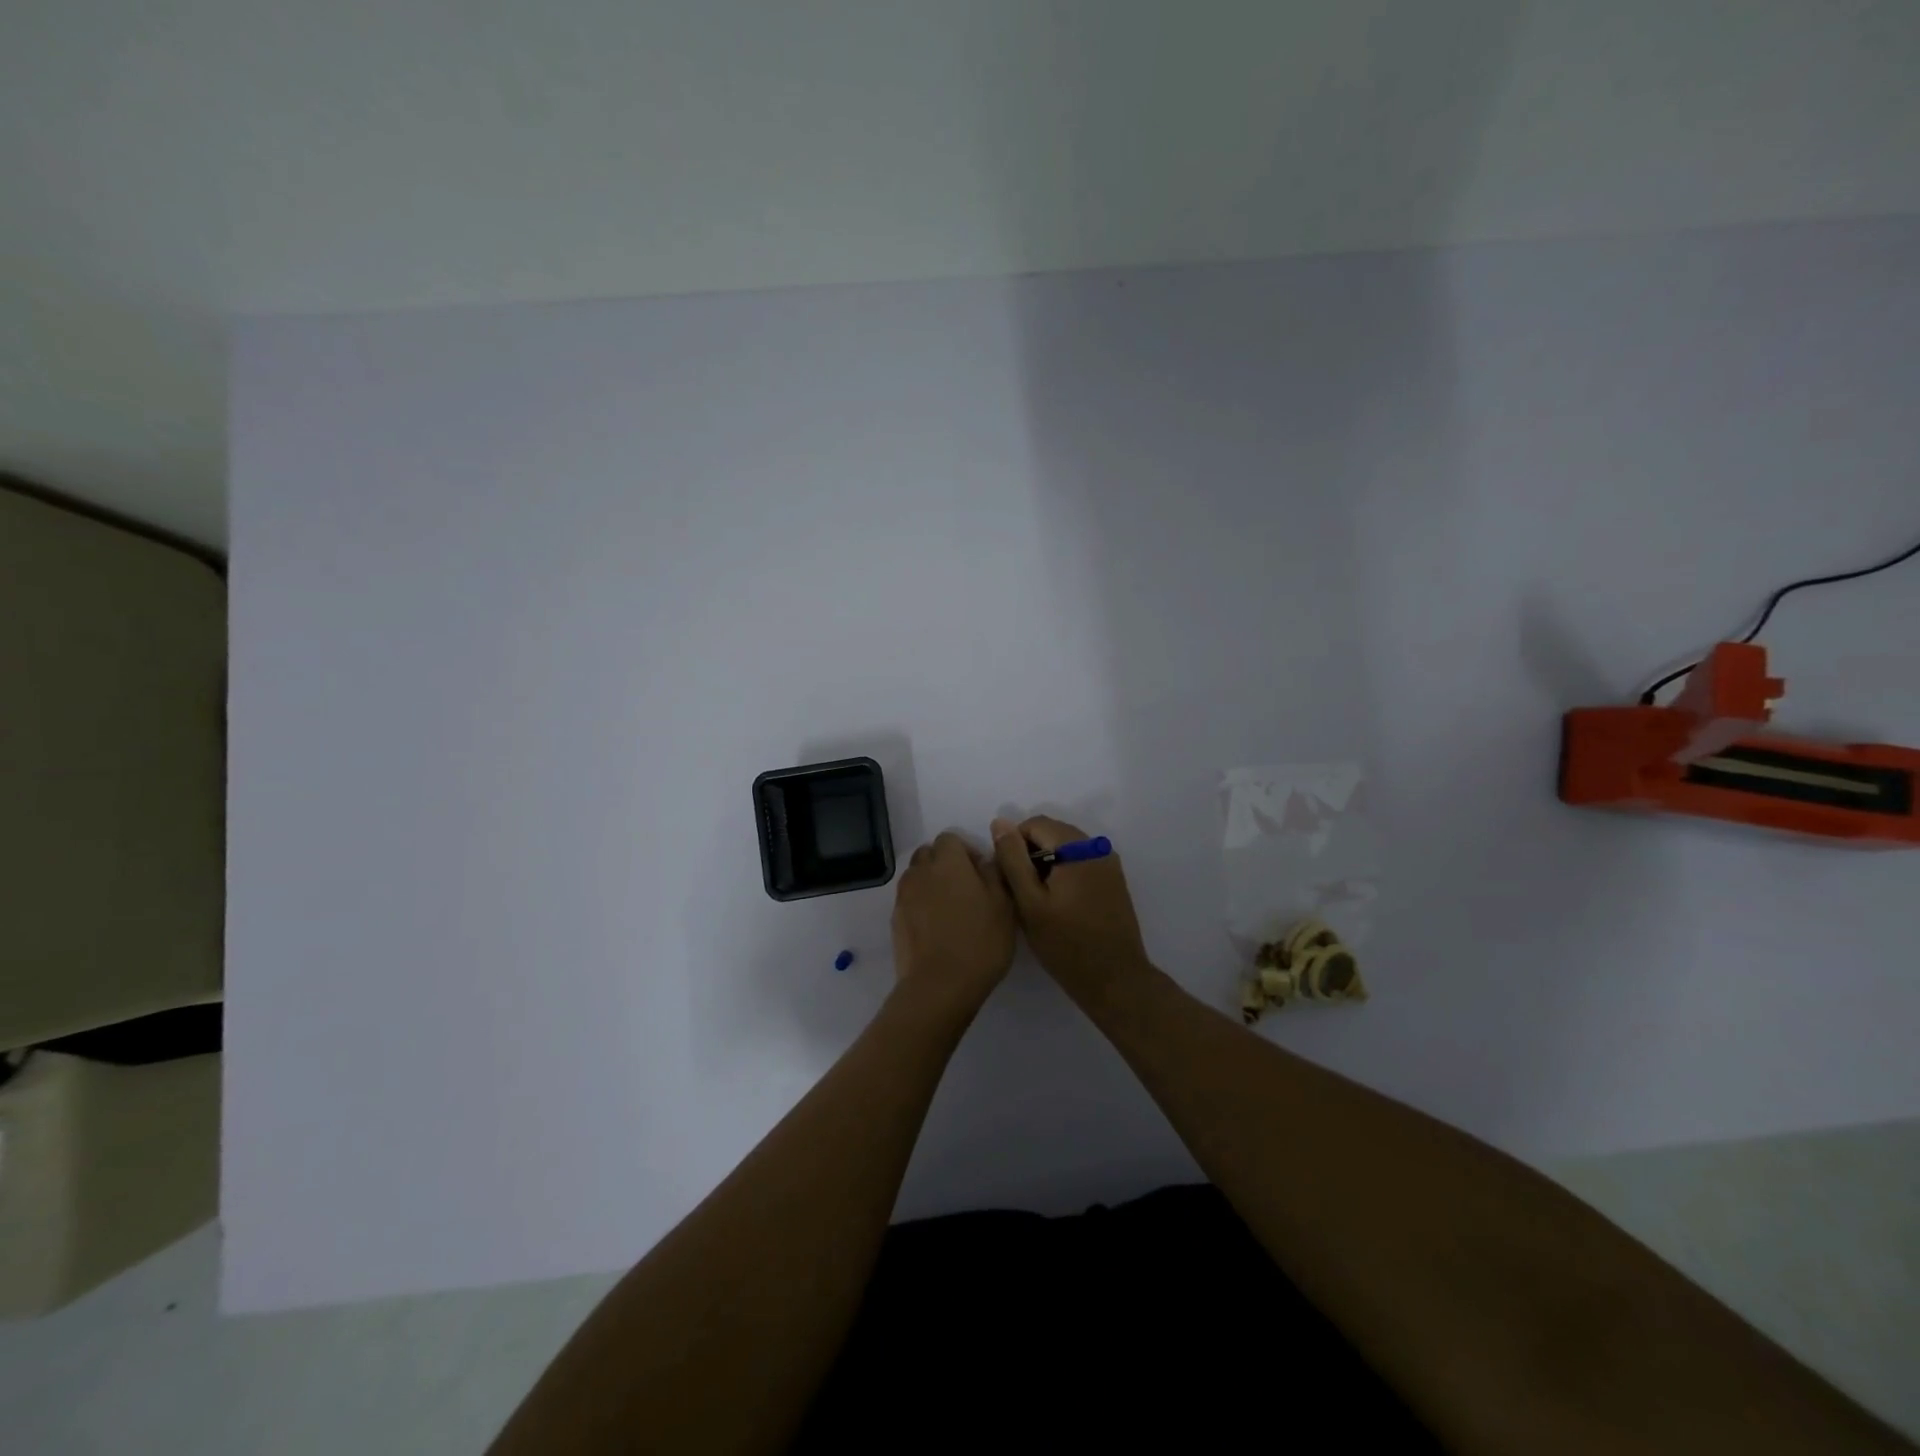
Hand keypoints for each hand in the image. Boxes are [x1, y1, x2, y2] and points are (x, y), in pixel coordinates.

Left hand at [889, 832, 1016, 1018]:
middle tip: (966, 889)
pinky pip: (910, 899)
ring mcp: (904, 896)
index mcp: (947, 862)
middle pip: (929, 854)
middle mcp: (920, 872)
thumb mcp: (1004, 905)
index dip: (967, 851)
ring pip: (917, 876)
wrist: (940, 985)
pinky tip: (937, 928)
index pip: (950, 838)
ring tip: (951, 909)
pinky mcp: (896, 919)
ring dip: (932, 883)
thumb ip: (995, 873)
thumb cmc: (980, 941)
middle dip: (945, 863)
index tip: (981, 874)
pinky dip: (921, 904)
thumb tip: (985, 861)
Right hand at [992, 815, 1152, 1002]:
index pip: (1035, 824)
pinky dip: (1064, 873)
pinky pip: (1081, 862)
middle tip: (1021, 891)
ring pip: (1066, 848)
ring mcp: (1109, 863)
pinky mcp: (1114, 880)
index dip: (1014, 846)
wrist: (1115, 981)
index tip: (1008, 878)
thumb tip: (1000, 822)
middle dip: (1031, 854)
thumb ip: (1013, 859)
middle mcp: (1098, 847)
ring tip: (1038, 900)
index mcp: (1078, 847)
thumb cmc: (1066, 944)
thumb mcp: (1030, 902)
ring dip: (1047, 864)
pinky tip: (1059, 904)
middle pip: (1052, 833)